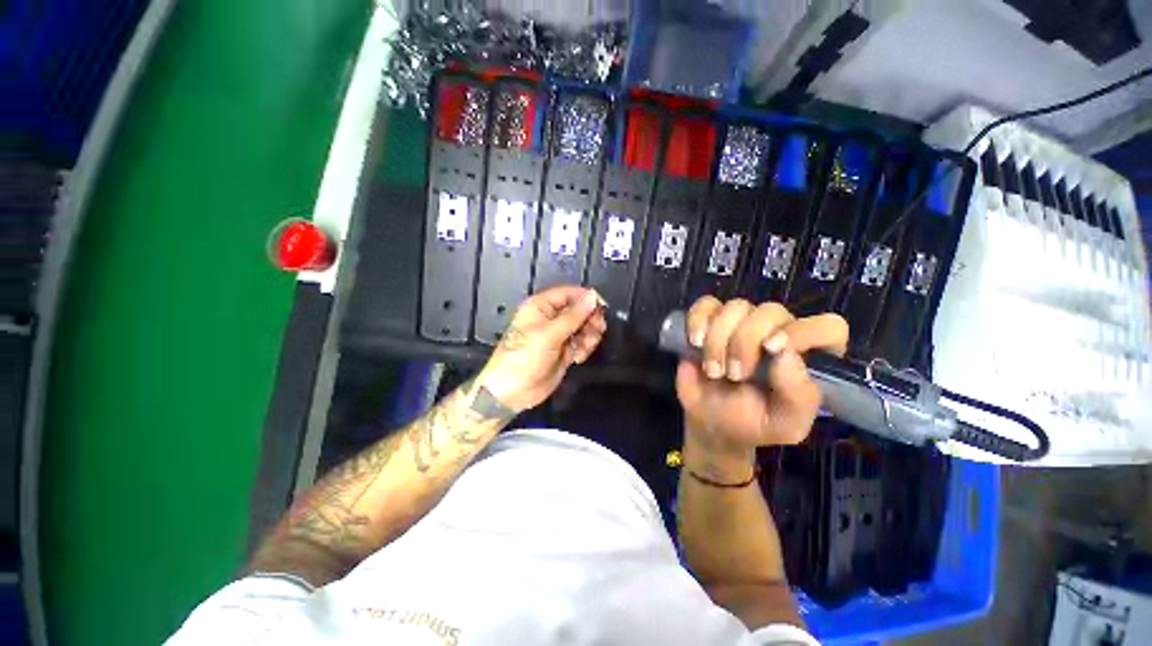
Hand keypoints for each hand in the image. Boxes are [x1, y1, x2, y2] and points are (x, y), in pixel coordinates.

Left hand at [477, 285, 606, 412]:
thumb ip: (573, 316)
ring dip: (589, 336)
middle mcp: (551, 317)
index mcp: (541, 306)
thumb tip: (593, 296)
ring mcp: (558, 335)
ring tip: (584, 348)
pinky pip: (582, 342)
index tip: (602, 307)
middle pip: (580, 310)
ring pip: (584, 327)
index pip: (569, 293)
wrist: (512, 392)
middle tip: (596, 330)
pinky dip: (585, 348)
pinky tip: (578, 358)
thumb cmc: (524, 357)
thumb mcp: (549, 334)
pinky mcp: (565, 351)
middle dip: (590, 320)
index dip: (586, 298)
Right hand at [676, 297, 848, 460]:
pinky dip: (698, 319)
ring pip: (736, 307)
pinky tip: (695, 342)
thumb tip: (787, 355)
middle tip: (734, 374)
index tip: (771, 349)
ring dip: (718, 339)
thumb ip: (798, 397)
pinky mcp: (710, 320)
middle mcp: (777, 332)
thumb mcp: (783, 424)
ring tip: (712, 370)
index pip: (828, 327)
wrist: (708, 421)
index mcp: (807, 356)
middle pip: (770, 311)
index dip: (802, 330)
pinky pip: (706, 304)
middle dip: (745, 341)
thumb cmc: (751, 423)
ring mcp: (741, 323)